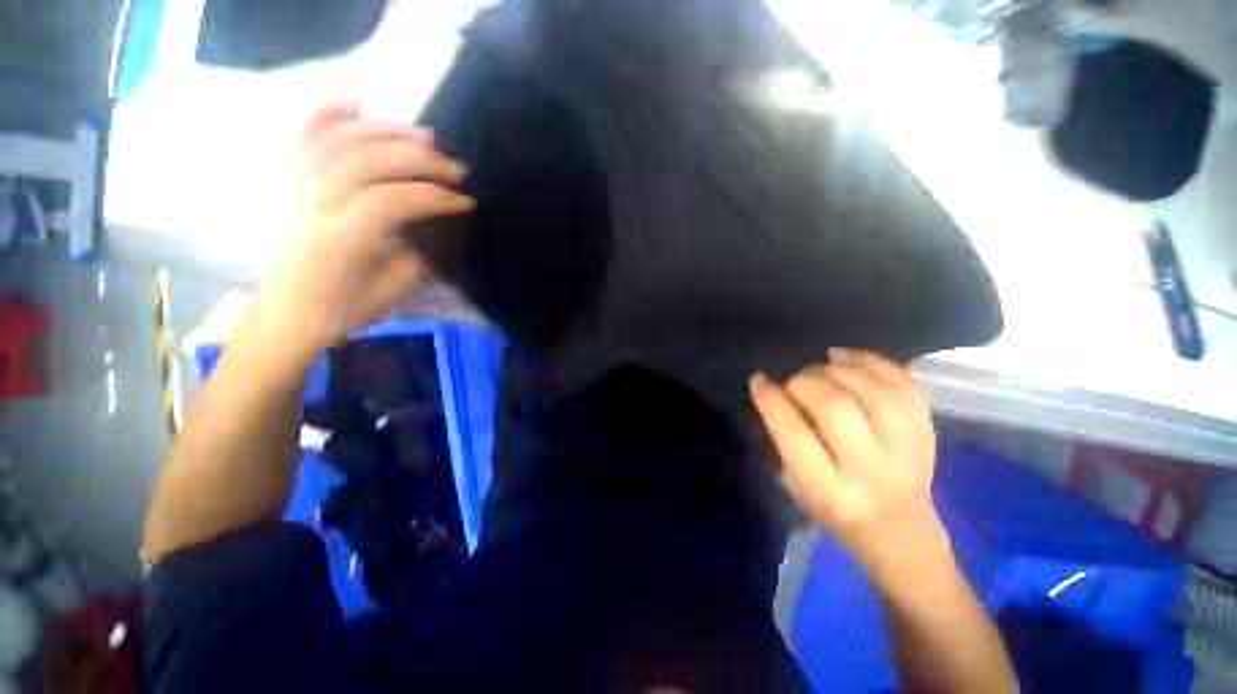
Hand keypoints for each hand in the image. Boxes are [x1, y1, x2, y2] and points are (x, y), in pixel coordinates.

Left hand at [254, 104, 474, 362]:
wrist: (282, 317)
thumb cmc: (338, 312)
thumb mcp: (389, 295)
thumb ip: (412, 258)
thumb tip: (421, 233)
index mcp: (338, 240)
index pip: (391, 200)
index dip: (434, 196)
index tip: (465, 202)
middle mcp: (311, 205)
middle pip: (367, 161)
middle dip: (420, 160)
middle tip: (456, 168)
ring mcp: (294, 188)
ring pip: (338, 140)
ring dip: (386, 132)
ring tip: (424, 137)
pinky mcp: (287, 183)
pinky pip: (303, 138)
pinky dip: (329, 115)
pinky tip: (357, 106)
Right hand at [750, 348, 945, 573]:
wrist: (901, 531)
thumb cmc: (836, 511)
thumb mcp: (798, 487)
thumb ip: (787, 441)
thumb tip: (778, 393)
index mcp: (831, 491)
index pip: (795, 434)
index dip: (772, 400)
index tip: (759, 381)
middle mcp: (871, 470)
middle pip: (835, 408)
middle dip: (804, 383)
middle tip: (792, 381)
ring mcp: (908, 451)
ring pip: (874, 392)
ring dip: (837, 370)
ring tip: (820, 367)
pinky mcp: (927, 433)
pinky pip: (903, 384)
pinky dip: (870, 361)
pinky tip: (843, 356)